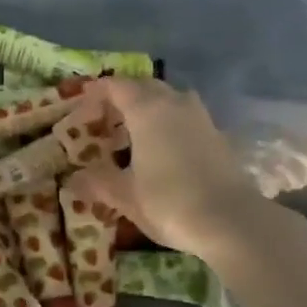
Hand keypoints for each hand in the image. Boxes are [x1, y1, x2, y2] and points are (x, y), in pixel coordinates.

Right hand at [69, 78, 266, 257]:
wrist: (231, 220)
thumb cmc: (169, 201)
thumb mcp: (125, 195)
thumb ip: (98, 182)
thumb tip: (75, 179)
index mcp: (146, 109)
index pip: (116, 86)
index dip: (96, 92)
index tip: (82, 104)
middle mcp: (174, 103)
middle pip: (144, 87)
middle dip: (123, 97)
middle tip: (105, 119)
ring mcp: (200, 117)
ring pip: (169, 100)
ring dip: (150, 108)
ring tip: (134, 132)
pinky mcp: (217, 135)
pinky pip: (185, 118)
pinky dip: (169, 124)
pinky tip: (162, 149)